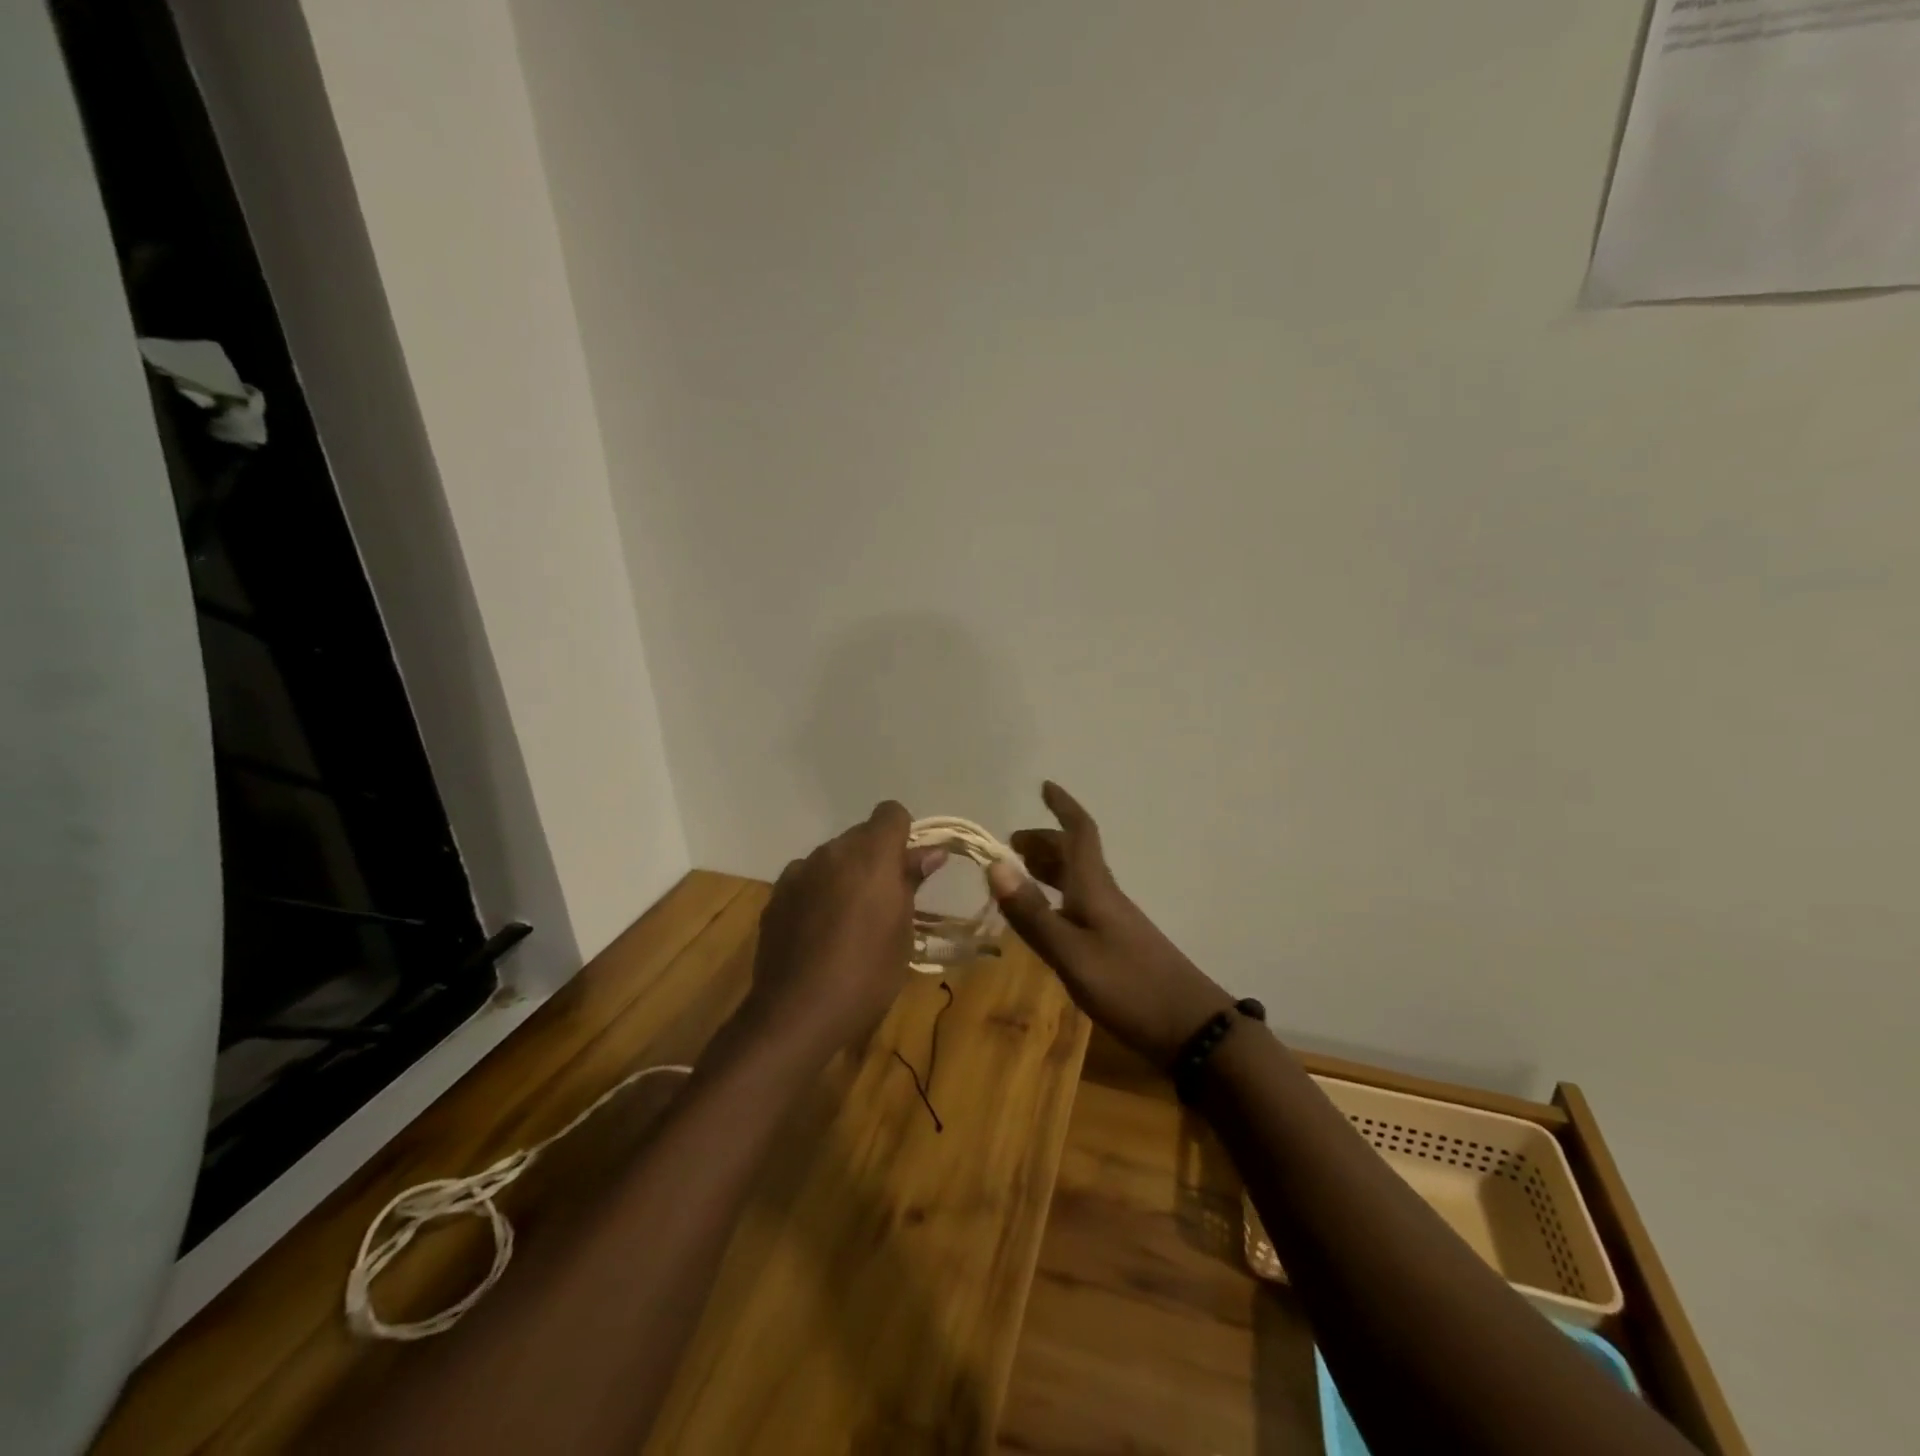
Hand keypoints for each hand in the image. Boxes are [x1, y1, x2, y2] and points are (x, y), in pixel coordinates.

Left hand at [745, 801, 947, 1058]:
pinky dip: (818, 892)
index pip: (891, 813)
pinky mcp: (776, 895)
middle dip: (876, 857)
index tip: (909, 868)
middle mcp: (833, 851)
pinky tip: (819, 931)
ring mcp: (799, 871)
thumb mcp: (903, 931)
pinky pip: (807, 879)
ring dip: (845, 874)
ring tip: (849, 920)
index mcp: (872, 855)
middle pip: (861, 835)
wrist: (796, 1012)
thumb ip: (912, 882)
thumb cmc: (867, 974)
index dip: (904, 834)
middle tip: (886, 900)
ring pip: (832, 857)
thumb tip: (931, 852)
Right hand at [988, 782, 1233, 1068]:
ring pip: (1078, 880)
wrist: (1191, 1029)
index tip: (1044, 785)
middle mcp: (1105, 896)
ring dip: (1049, 868)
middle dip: (1044, 842)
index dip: (1063, 807)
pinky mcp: (1118, 945)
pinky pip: (1081, 904)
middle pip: (1075, 855)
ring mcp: (1114, 921)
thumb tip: (994, 863)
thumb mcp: (1071, 954)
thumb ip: (1032, 913)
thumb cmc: (1128, 986)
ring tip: (1020, 872)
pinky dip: (1058, 898)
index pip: (1080, 833)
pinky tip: (1047, 919)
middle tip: (1011, 844)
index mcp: (1095, 888)